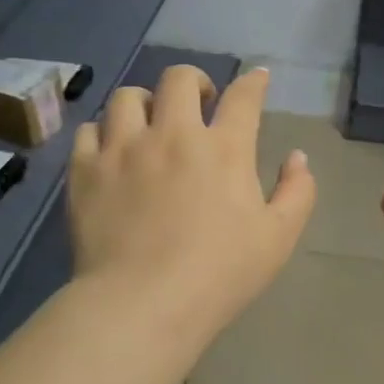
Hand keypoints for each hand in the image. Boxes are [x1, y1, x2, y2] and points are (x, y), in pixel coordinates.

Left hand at [68, 65, 314, 351]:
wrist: (143, 305)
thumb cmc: (219, 275)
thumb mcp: (278, 239)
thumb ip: (297, 192)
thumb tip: (297, 157)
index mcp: (224, 148)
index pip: (244, 97)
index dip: (254, 82)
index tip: (258, 78)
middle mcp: (172, 134)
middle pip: (179, 79)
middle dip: (194, 81)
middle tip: (199, 104)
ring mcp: (123, 149)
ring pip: (127, 97)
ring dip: (145, 103)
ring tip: (149, 124)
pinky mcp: (86, 171)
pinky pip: (89, 131)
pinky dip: (102, 134)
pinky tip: (110, 151)